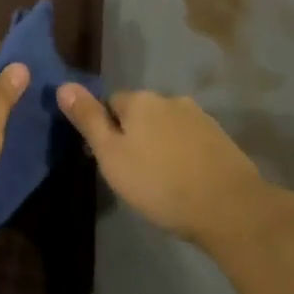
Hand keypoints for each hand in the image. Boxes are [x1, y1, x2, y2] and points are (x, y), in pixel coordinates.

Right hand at [56, 86, 271, 247]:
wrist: (230, 208)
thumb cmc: (160, 183)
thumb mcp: (112, 156)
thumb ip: (88, 120)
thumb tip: (63, 85)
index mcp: (140, 100)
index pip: (110, 103)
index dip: (104, 130)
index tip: (106, 160)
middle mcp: (170, 99)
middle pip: (140, 113)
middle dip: (133, 135)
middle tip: (131, 173)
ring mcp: (200, 117)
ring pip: (166, 127)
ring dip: (159, 145)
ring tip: (159, 180)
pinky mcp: (221, 139)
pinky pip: (190, 141)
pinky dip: (182, 155)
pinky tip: (184, 181)